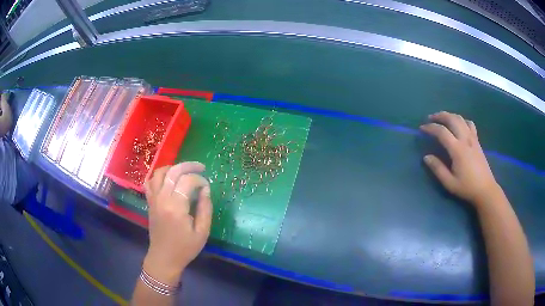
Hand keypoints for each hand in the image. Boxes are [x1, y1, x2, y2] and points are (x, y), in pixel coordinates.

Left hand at [142, 162, 211, 285]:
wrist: (164, 258)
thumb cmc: (185, 248)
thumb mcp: (202, 232)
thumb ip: (205, 209)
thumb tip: (205, 189)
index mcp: (176, 207)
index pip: (187, 181)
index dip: (200, 179)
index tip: (207, 187)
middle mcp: (162, 199)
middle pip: (173, 172)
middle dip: (189, 166)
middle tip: (201, 167)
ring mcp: (153, 199)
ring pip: (159, 173)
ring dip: (173, 168)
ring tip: (184, 171)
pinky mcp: (150, 202)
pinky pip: (150, 182)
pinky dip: (158, 175)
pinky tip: (167, 178)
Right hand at [420, 111, 500, 204]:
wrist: (485, 189)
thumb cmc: (467, 187)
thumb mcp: (450, 183)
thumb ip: (438, 169)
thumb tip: (426, 157)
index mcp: (457, 150)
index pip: (442, 132)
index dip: (430, 128)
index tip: (422, 128)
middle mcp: (465, 139)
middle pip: (452, 119)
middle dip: (439, 116)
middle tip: (430, 118)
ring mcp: (473, 138)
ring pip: (460, 119)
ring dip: (450, 115)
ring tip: (442, 118)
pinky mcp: (477, 141)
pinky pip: (469, 124)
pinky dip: (462, 120)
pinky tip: (459, 125)